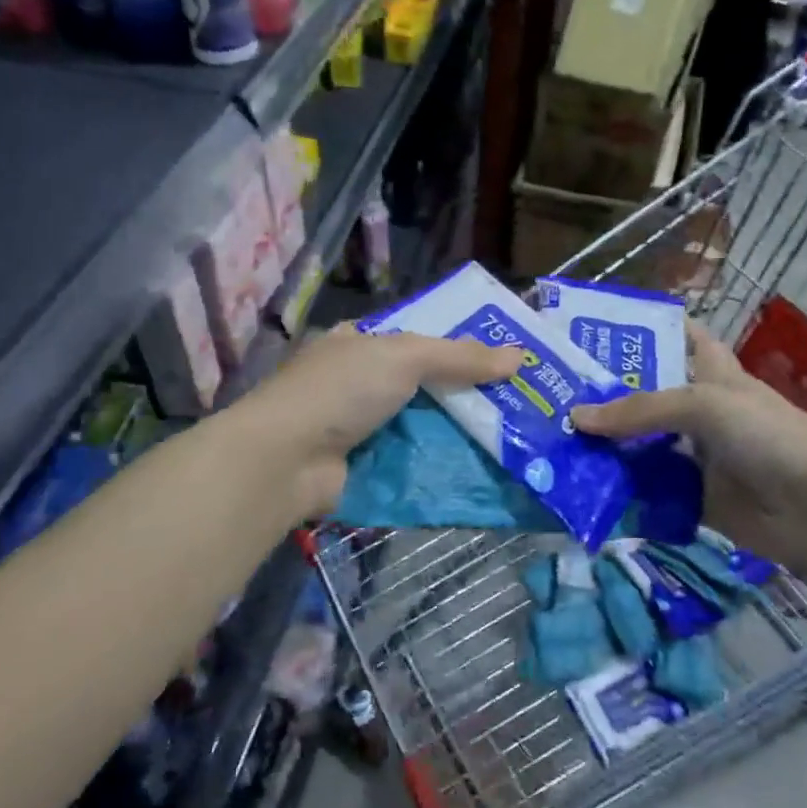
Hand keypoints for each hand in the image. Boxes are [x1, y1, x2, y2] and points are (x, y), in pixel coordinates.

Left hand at [233, 323, 523, 520]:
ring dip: (458, 434)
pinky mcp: (363, 467)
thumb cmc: (342, 390)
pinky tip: (481, 470)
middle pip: (423, 385)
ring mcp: (359, 428)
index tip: (503, 357)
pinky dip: (440, 465)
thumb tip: (519, 356)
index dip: (459, 345)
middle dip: (466, 394)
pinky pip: (412, 462)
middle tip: (520, 401)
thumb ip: (459, 357)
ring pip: (421, 426)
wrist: (286, 460)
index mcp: (359, 342)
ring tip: (514, 437)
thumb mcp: (404, 357)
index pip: (417, 338)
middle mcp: (357, 382)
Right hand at [572, 323, 806, 579]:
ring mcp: (697, 457)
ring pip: (644, 447)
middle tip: (554, 390)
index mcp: (713, 374)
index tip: (600, 326)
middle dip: (607, 395)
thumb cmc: (768, 437)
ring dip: (608, 447)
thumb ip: (641, 410)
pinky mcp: (693, 499)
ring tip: (555, 441)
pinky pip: (650, 493)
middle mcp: (701, 413)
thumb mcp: (705, 405)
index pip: (682, 337)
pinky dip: (622, 492)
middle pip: (648, 397)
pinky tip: (583, 488)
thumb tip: (576, 418)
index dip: (649, 327)